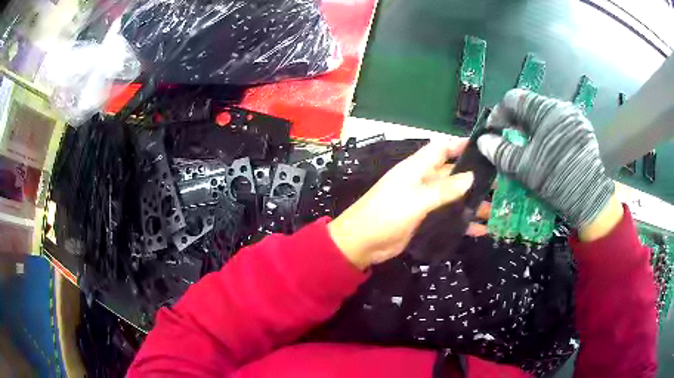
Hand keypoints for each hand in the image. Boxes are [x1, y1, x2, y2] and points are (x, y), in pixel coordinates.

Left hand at [328, 138, 487, 269]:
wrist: (361, 244)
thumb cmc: (386, 215)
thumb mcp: (416, 200)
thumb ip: (444, 189)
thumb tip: (471, 176)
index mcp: (417, 168)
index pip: (442, 148)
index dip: (461, 145)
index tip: (485, 149)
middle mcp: (423, 181)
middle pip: (453, 174)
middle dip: (474, 178)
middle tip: (501, 185)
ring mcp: (425, 202)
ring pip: (454, 197)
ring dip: (472, 203)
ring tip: (496, 210)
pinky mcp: (425, 220)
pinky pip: (449, 217)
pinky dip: (464, 223)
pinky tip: (482, 230)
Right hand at [476, 89, 614, 229]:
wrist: (593, 198)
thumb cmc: (557, 180)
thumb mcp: (525, 168)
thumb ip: (501, 152)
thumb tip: (483, 141)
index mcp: (544, 110)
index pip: (513, 99)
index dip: (498, 114)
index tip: (493, 132)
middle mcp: (560, 106)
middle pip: (530, 106)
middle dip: (516, 122)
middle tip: (509, 141)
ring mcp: (574, 117)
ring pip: (545, 116)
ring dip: (532, 128)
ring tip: (529, 148)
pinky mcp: (583, 129)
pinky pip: (559, 124)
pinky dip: (548, 133)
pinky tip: (549, 151)